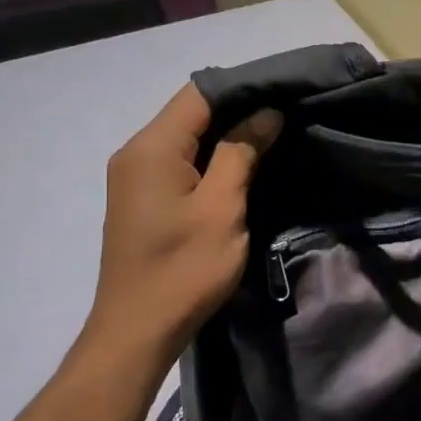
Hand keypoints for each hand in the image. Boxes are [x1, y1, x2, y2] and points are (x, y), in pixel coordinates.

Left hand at [78, 83, 281, 364]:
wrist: (137, 331)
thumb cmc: (184, 268)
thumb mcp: (222, 207)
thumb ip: (241, 153)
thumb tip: (266, 113)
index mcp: (152, 148)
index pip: (199, 94)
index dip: (243, 88)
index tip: (285, 92)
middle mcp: (135, 152)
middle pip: (190, 112)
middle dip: (237, 109)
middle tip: (286, 114)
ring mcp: (134, 177)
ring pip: (185, 138)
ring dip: (225, 134)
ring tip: (272, 135)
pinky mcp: (141, 199)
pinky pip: (178, 162)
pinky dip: (208, 157)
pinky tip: (239, 165)